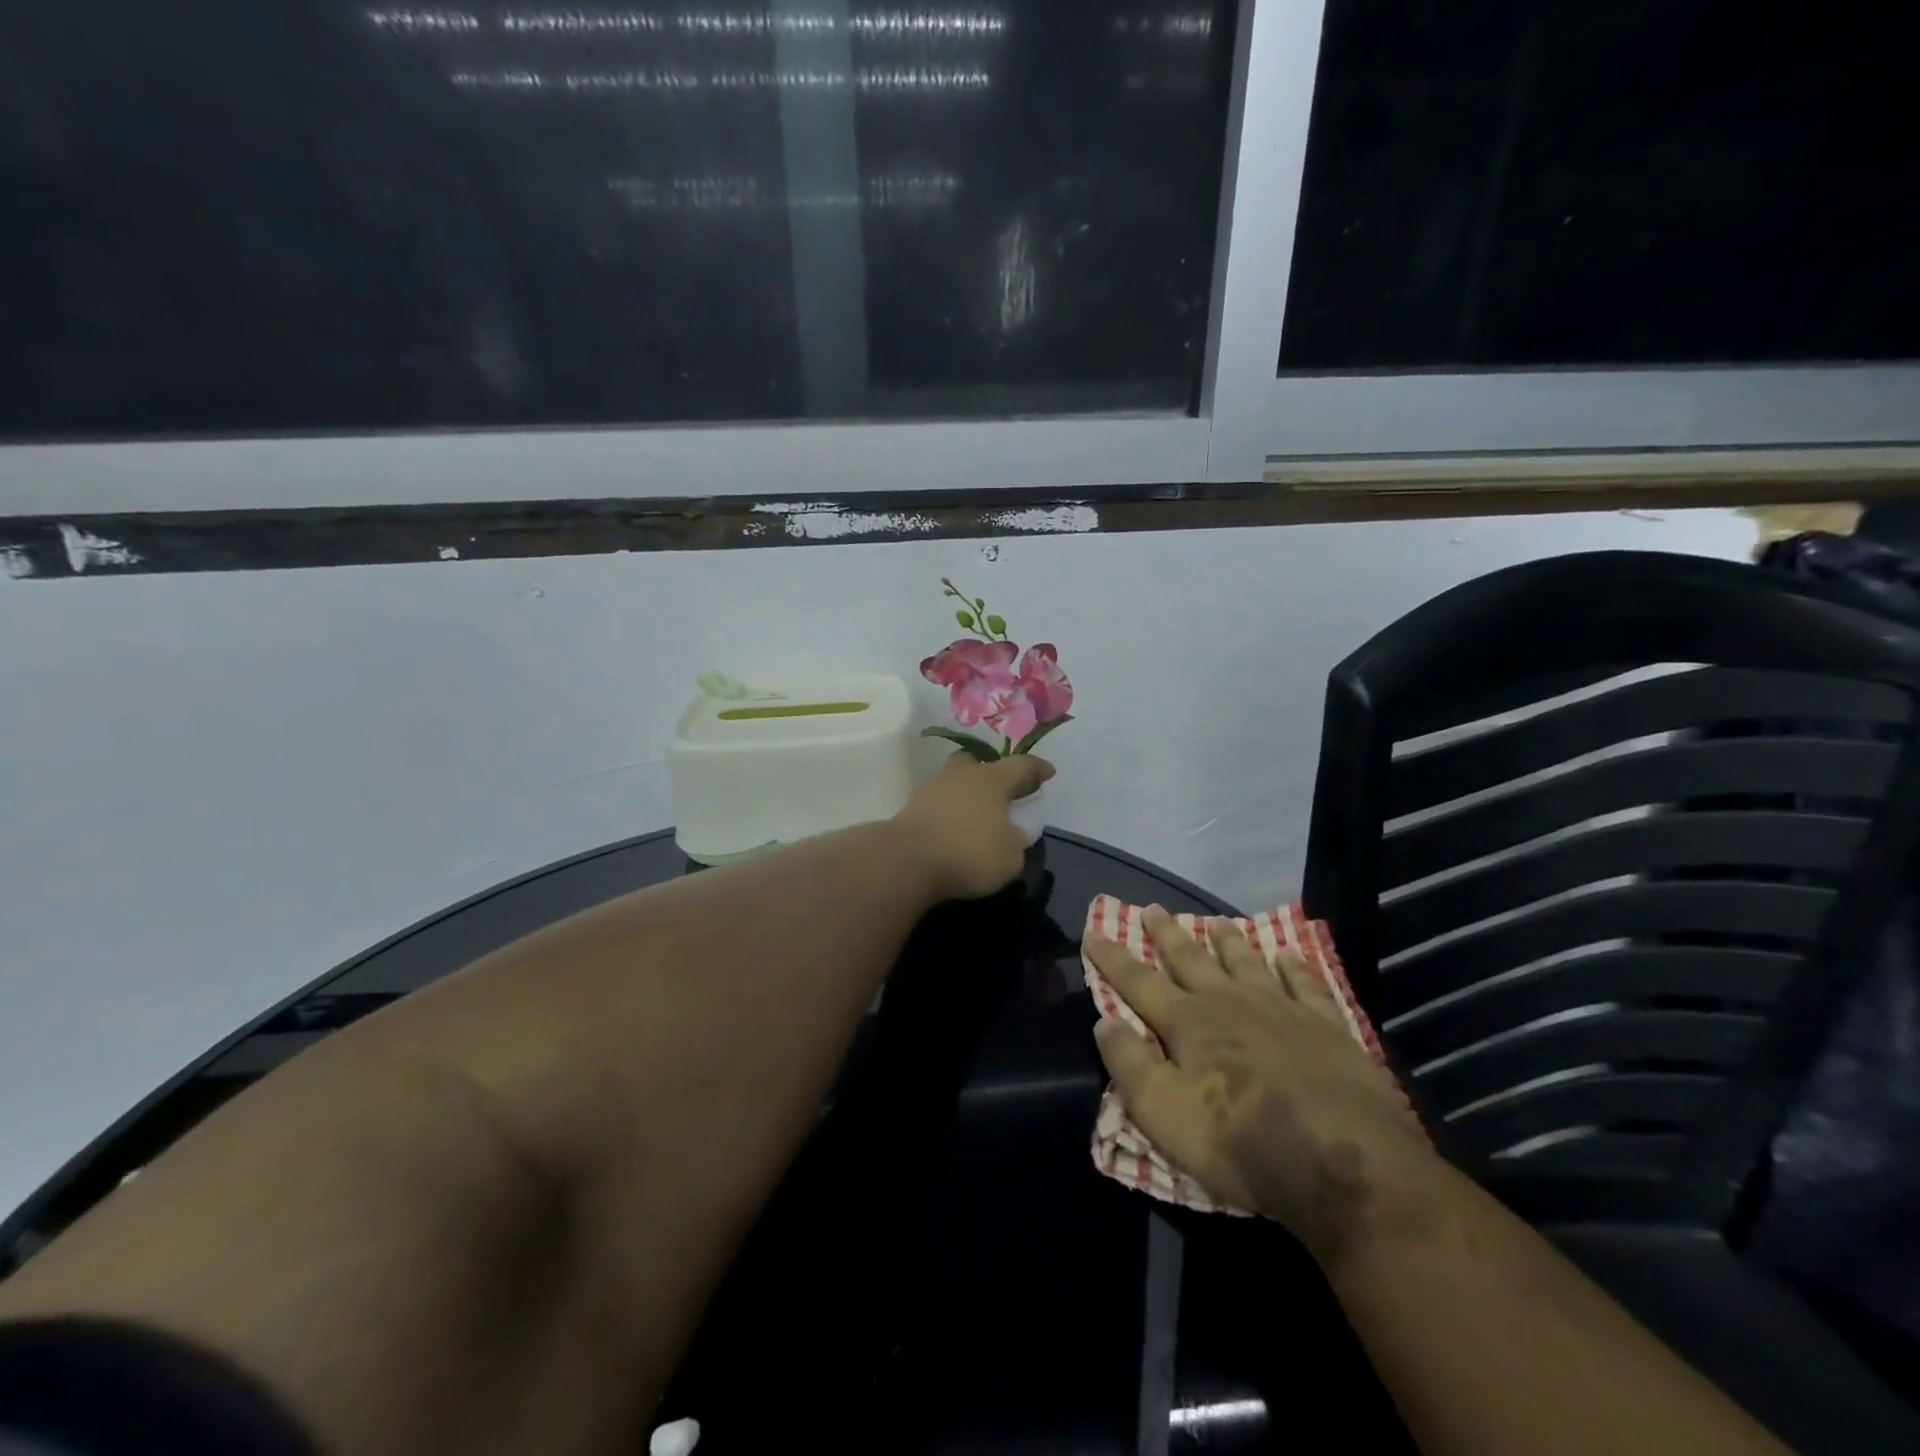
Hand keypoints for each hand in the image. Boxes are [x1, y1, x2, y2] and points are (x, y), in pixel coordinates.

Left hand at [892, 753, 1053, 901]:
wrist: (906, 860)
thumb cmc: (968, 853)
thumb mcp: (1010, 858)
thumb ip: (1017, 844)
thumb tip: (1014, 835)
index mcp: (992, 780)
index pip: (1021, 766)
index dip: (1037, 769)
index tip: (1048, 772)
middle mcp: (962, 775)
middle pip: (978, 763)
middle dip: (992, 772)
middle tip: (1002, 790)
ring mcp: (932, 787)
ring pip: (955, 780)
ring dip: (966, 793)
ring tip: (976, 813)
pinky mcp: (911, 806)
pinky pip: (938, 802)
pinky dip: (948, 810)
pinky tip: (953, 826)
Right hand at [1086, 908, 1441, 1268]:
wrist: (1343, 1163)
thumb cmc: (1242, 1143)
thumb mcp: (1164, 1114)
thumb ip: (1130, 1065)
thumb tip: (1103, 1021)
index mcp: (1188, 1023)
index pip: (1139, 982)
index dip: (1113, 957)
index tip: (1093, 931)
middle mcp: (1229, 1003)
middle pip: (1191, 959)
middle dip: (1167, 934)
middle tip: (1153, 909)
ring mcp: (1281, 1009)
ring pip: (1245, 961)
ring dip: (1227, 941)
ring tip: (1215, 921)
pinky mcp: (1325, 1026)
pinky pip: (1304, 984)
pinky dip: (1292, 966)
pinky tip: (1287, 954)